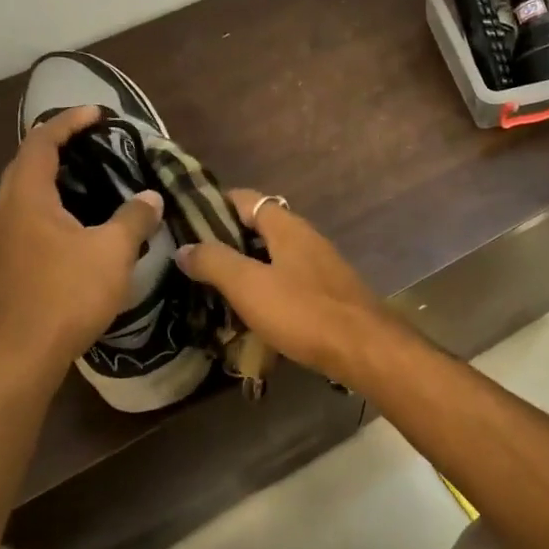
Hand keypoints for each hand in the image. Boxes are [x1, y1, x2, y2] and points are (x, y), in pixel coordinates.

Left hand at [0, 105, 164, 378]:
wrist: (20, 355)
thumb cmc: (66, 294)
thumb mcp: (111, 252)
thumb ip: (133, 219)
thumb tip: (151, 197)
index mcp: (28, 199)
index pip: (42, 143)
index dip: (68, 122)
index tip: (97, 113)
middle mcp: (8, 214)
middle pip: (25, 166)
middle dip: (54, 148)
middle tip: (89, 145)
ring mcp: (4, 244)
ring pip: (25, 198)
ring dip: (52, 182)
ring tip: (88, 183)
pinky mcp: (9, 269)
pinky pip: (30, 224)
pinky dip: (53, 211)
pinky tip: (78, 230)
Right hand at [174, 190, 398, 381]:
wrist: (364, 349)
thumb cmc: (304, 311)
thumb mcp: (249, 286)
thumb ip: (214, 263)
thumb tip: (184, 248)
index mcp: (287, 227)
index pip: (246, 199)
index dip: (215, 204)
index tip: (184, 218)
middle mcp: (306, 239)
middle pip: (260, 229)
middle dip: (227, 241)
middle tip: (192, 259)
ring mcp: (320, 268)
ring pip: (274, 259)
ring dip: (246, 269)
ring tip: (212, 287)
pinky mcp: (327, 295)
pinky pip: (288, 283)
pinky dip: (266, 291)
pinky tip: (250, 312)